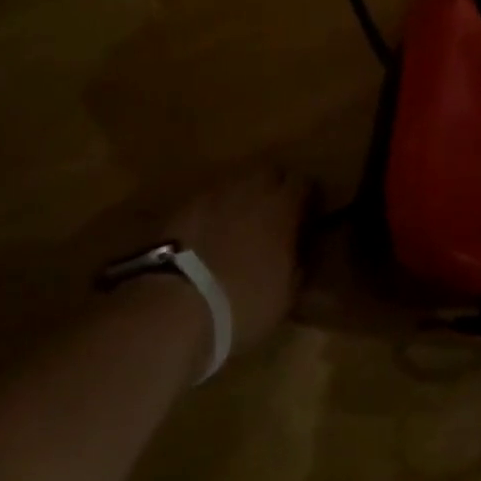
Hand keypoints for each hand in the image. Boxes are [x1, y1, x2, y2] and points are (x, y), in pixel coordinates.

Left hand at [160, 167, 313, 355]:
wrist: (174, 308)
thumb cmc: (242, 304)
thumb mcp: (286, 295)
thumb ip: (298, 263)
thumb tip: (299, 251)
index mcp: (282, 206)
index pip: (304, 182)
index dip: (307, 198)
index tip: (306, 218)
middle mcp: (251, 188)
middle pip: (270, 172)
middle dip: (275, 189)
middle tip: (273, 217)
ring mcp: (214, 193)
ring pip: (237, 181)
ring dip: (243, 197)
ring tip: (238, 226)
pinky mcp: (183, 205)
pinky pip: (208, 198)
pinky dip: (214, 210)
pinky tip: (208, 235)